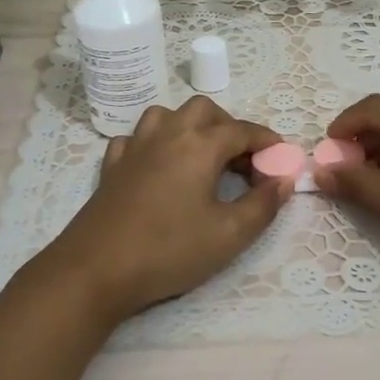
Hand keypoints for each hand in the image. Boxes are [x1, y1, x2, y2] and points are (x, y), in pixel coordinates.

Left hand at [30, 96, 290, 326]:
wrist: (95, 269)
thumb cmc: (169, 250)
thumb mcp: (229, 235)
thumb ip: (263, 205)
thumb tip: (283, 180)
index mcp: (199, 145)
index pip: (242, 130)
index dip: (266, 141)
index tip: (281, 158)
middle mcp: (168, 134)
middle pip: (204, 110)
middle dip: (228, 126)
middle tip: (242, 160)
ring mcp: (135, 147)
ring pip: (166, 115)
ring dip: (190, 127)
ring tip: (202, 157)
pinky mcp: (112, 166)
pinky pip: (137, 138)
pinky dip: (155, 144)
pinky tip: (159, 166)